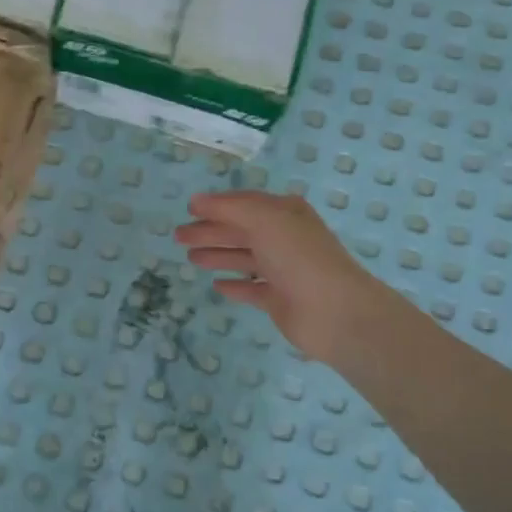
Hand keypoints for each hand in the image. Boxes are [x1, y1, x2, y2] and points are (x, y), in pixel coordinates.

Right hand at [174, 191, 386, 364]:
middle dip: (210, 232)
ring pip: (244, 258)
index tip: (188, 209)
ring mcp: (283, 270)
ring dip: (218, 255)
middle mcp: (284, 238)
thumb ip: (229, 208)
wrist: (333, 311)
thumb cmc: (299, 257)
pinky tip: (217, 285)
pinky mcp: (279, 299)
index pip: (244, 204)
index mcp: (285, 214)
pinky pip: (251, 288)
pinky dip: (235, 284)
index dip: (217, 205)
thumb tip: (197, 200)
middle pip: (240, 231)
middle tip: (178, 237)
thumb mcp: (264, 220)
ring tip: (191, 258)